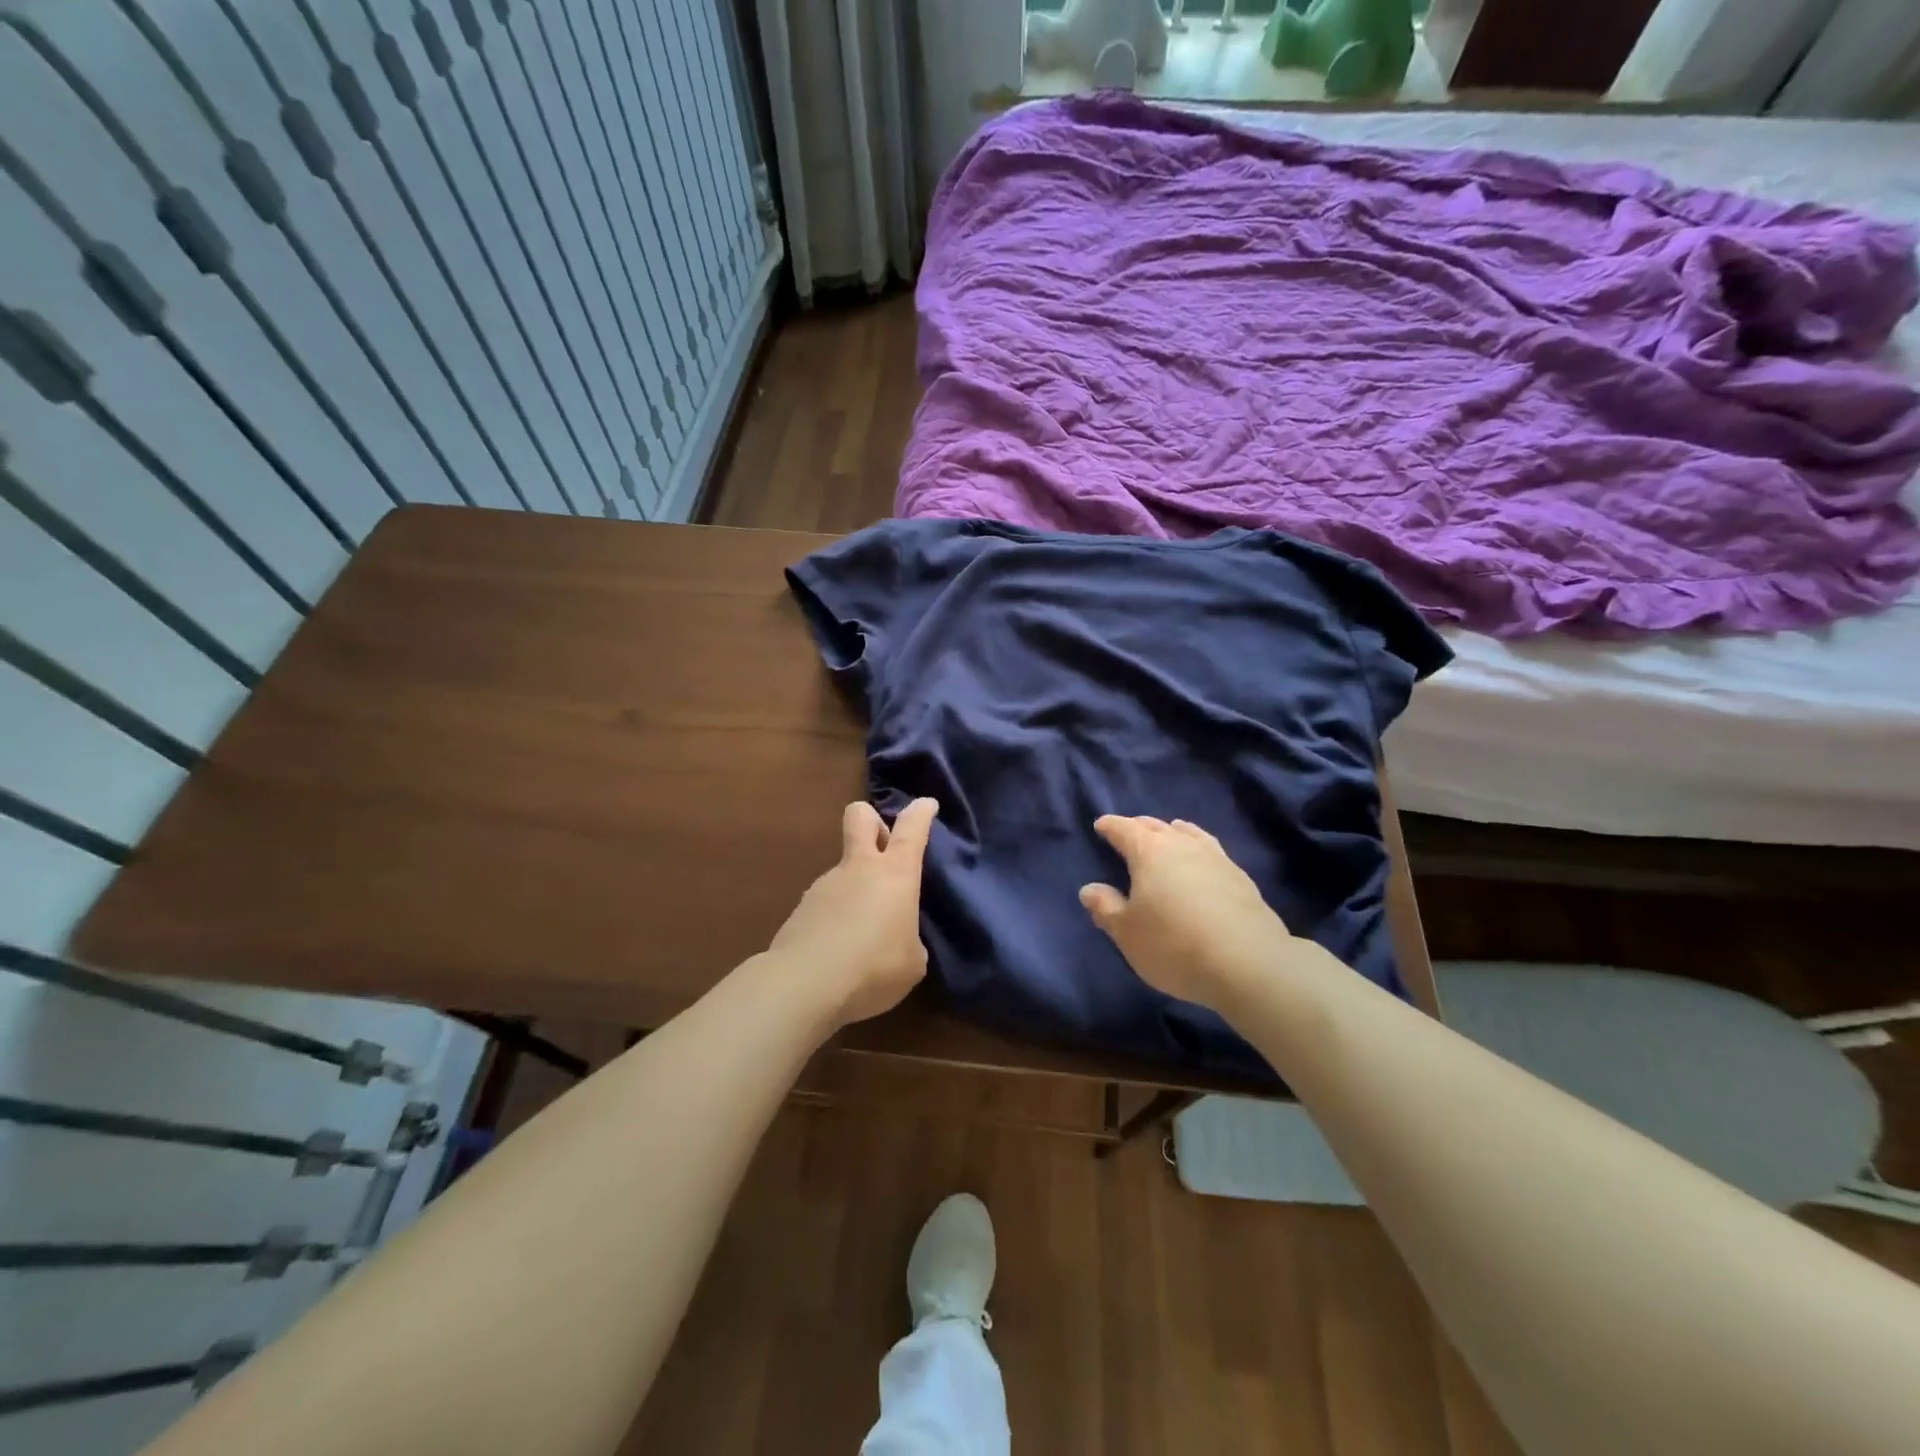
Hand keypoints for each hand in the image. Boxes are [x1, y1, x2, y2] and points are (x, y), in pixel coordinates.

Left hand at [768, 798, 938, 1026]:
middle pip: (860, 816)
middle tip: (882, 847)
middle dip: (872, 819)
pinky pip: (826, 903)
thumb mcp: (912, 962)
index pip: (911, 828)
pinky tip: (837, 952)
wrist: (805, 984)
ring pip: (843, 868)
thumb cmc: (874, 967)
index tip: (926, 806)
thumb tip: (898, 939)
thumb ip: (909, 940)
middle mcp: (859, 868)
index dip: (921, 812)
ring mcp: (825, 884)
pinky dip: (835, 918)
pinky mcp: (801, 908)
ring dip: (854, 887)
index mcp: (895, 874)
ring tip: (861, 935)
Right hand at [1079, 815, 1299, 1012]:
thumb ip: (1105, 908)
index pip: (1125, 829)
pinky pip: (1211, 851)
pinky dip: (1198, 849)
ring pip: (1189, 834)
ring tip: (1168, 834)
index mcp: (1149, 852)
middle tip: (1129, 831)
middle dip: (1140, 826)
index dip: (1110, 826)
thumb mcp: (1127, 933)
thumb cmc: (1174, 944)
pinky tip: (1201, 863)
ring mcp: (1216, 859)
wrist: (1249, 964)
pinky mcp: (1241, 878)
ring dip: (1173, 832)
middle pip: (1157, 827)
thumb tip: (1090, 889)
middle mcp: (1183, 846)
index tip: (1101, 825)